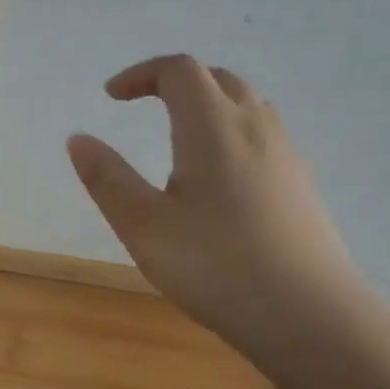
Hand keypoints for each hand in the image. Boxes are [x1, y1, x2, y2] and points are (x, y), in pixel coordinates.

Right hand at [67, 55, 366, 360]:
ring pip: (246, 105)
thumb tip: (78, 139)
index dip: (141, 74)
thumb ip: (107, 179)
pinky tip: (220, 178)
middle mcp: (255, 127)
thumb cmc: (216, 266)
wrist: (311, 317)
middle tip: (142, 107)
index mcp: (212, 127)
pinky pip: (263, 134)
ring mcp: (286, 154)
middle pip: (217, 78)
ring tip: (179, 137)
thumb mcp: (144, 227)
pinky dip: (232, 132)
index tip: (111, 97)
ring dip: (208, 104)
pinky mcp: (302, 184)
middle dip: (174, 83)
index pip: (178, 71)